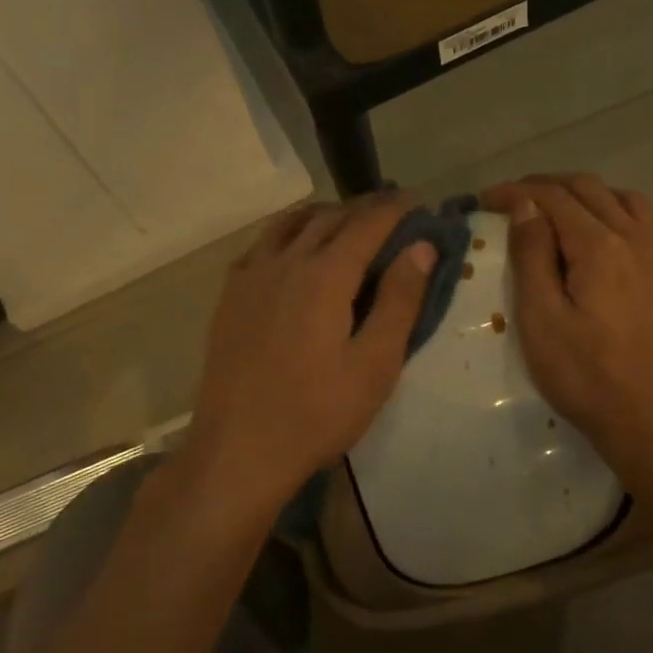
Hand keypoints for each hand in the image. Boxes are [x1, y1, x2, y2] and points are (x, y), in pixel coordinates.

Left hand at [185, 195, 436, 505]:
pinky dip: (288, 232)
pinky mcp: (230, 296)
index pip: (366, 224)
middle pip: (328, 217)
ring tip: (346, 220)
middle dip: (363, 208)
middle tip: (390, 212)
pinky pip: (262, 244)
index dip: (395, 209)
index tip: (417, 201)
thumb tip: (422, 247)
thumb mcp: (374, 365)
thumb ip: (399, 301)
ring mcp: (251, 277)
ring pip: (290, 224)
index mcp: (324, 277)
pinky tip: (295, 250)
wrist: (237, 450)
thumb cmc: (316, 414)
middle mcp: (285, 262)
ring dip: (323, 213)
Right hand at [482, 175, 652, 474]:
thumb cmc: (589, 379)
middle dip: (548, 185)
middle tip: (515, 200)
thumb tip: (526, 206)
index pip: (553, 197)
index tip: (486, 199)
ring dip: (587, 196)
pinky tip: (604, 249)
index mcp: (600, 246)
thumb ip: (533, 257)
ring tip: (559, 213)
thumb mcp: (542, 322)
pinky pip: (647, 230)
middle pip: (590, 189)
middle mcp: (637, 239)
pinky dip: (616, 219)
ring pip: (626, 202)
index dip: (516, 190)